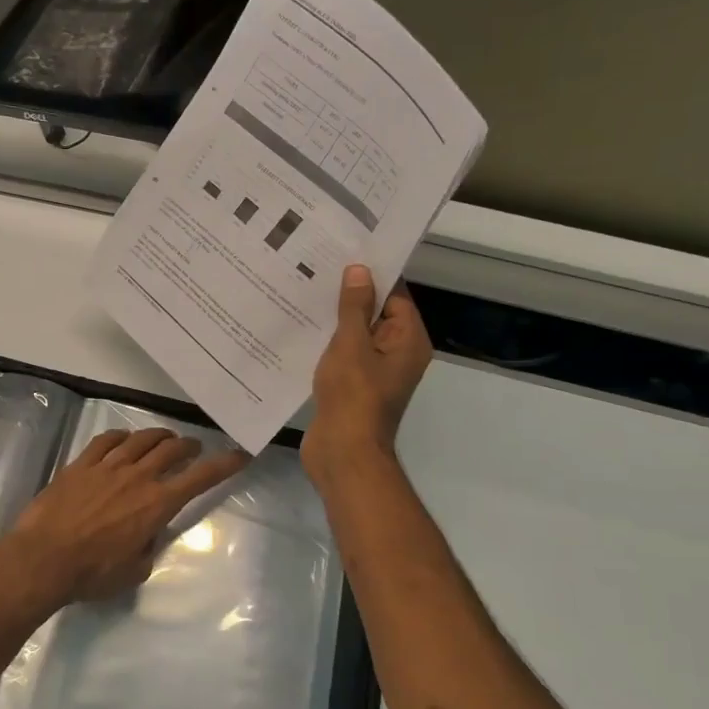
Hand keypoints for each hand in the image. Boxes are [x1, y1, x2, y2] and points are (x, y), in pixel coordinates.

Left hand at [5, 428, 249, 603]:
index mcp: (157, 504)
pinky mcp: (81, 464)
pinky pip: (105, 440)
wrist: (44, 558)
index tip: (240, 455)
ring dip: (158, 436)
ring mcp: (107, 466)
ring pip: (140, 439)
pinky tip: (123, 439)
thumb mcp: (134, 570)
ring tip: (164, 439)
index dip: (224, 465)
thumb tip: (147, 534)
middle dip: (189, 446)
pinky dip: (121, 436)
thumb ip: (148, 547)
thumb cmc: (93, 573)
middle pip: (171, 449)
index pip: (200, 478)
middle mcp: (137, 477)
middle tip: (194, 448)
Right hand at [302, 264, 431, 485]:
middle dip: (347, 296)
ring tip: (301, 296)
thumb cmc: (353, 396)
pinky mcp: (354, 387)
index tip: (341, 255)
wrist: (343, 453)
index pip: (394, 295)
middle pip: (375, 314)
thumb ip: (354, 307)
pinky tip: (300, 331)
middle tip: (314, 271)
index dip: (370, 275)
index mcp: (408, 340)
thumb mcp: (351, 344)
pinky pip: (343, 356)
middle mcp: (397, 354)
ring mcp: (375, 373)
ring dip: (333, 321)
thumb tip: (360, 270)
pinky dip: (326, 345)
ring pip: (355, 336)